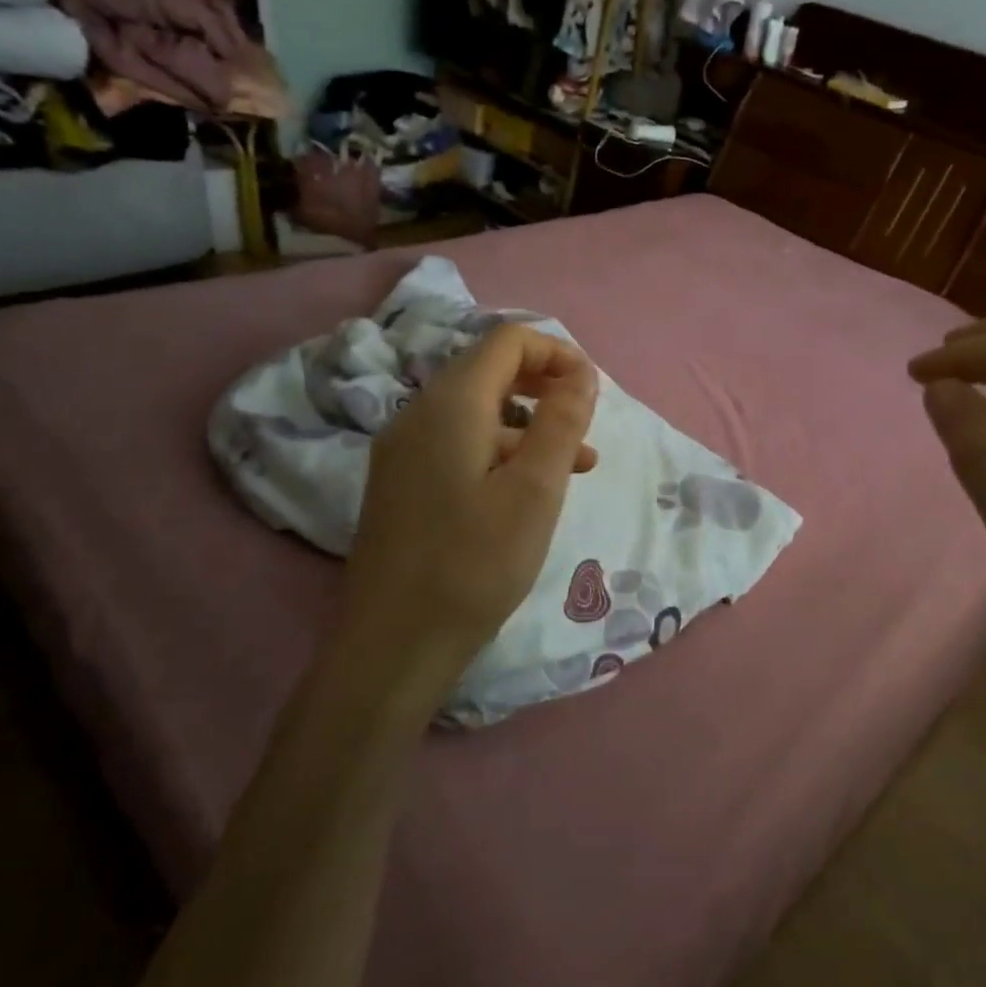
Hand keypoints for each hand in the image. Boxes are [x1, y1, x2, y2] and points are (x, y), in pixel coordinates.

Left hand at [336, 324, 598, 716]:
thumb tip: (581, 374)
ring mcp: (402, 451)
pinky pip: (458, 445)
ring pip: (476, 412)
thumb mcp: (535, 490)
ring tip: (576, 464)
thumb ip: (562, 422)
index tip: (593, 390)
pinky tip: (528, 491)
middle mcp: (418, 414)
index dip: (556, 352)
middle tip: (586, 420)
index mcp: (451, 404)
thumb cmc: (474, 563)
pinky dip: (501, 451)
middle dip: (545, 385)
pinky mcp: (401, 484)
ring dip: (528, 423)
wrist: (392, 645)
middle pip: (488, 370)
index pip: (506, 341)